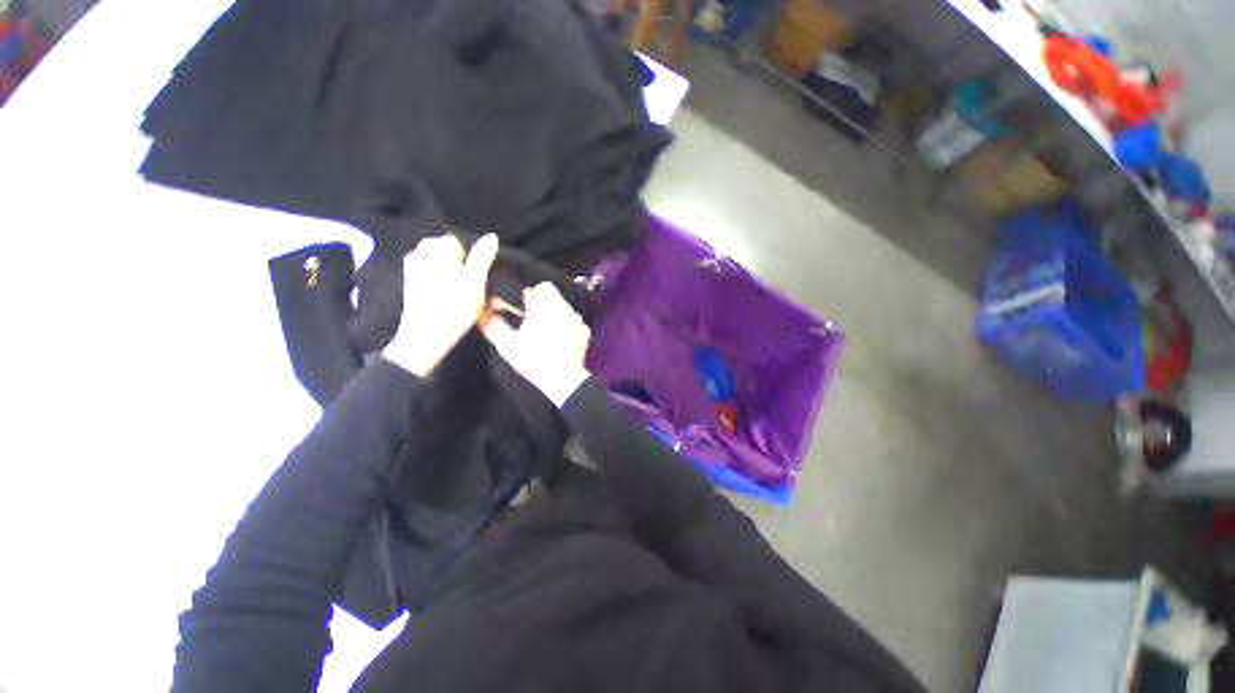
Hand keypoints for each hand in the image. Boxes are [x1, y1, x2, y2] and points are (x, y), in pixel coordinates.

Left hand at [383, 234, 498, 376]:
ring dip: (451, 273)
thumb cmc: (455, 305)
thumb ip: (483, 256)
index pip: (458, 242)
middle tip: (471, 285)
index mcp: (437, 247)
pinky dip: (440, 282)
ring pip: (438, 263)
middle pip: (446, 251)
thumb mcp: (476, 279)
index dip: (470, 258)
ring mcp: (413, 269)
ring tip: (461, 292)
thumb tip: (491, 236)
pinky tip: (447, 297)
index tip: (477, 276)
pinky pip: (430, 275)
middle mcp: (421, 253)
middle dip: (459, 264)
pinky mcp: (411, 285)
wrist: (426, 335)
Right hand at [481, 282, 590, 406]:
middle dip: (537, 299)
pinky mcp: (584, 330)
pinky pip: (572, 319)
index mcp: (544, 306)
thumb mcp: (507, 344)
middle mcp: (562, 307)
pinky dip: (564, 323)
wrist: (565, 380)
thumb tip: (483, 310)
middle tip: (527, 316)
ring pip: (561, 304)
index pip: (530, 290)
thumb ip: (492, 324)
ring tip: (542, 328)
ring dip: (551, 310)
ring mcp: (576, 318)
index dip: (519, 297)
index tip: (515, 309)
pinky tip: (558, 337)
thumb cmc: (534, 360)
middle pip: (548, 292)